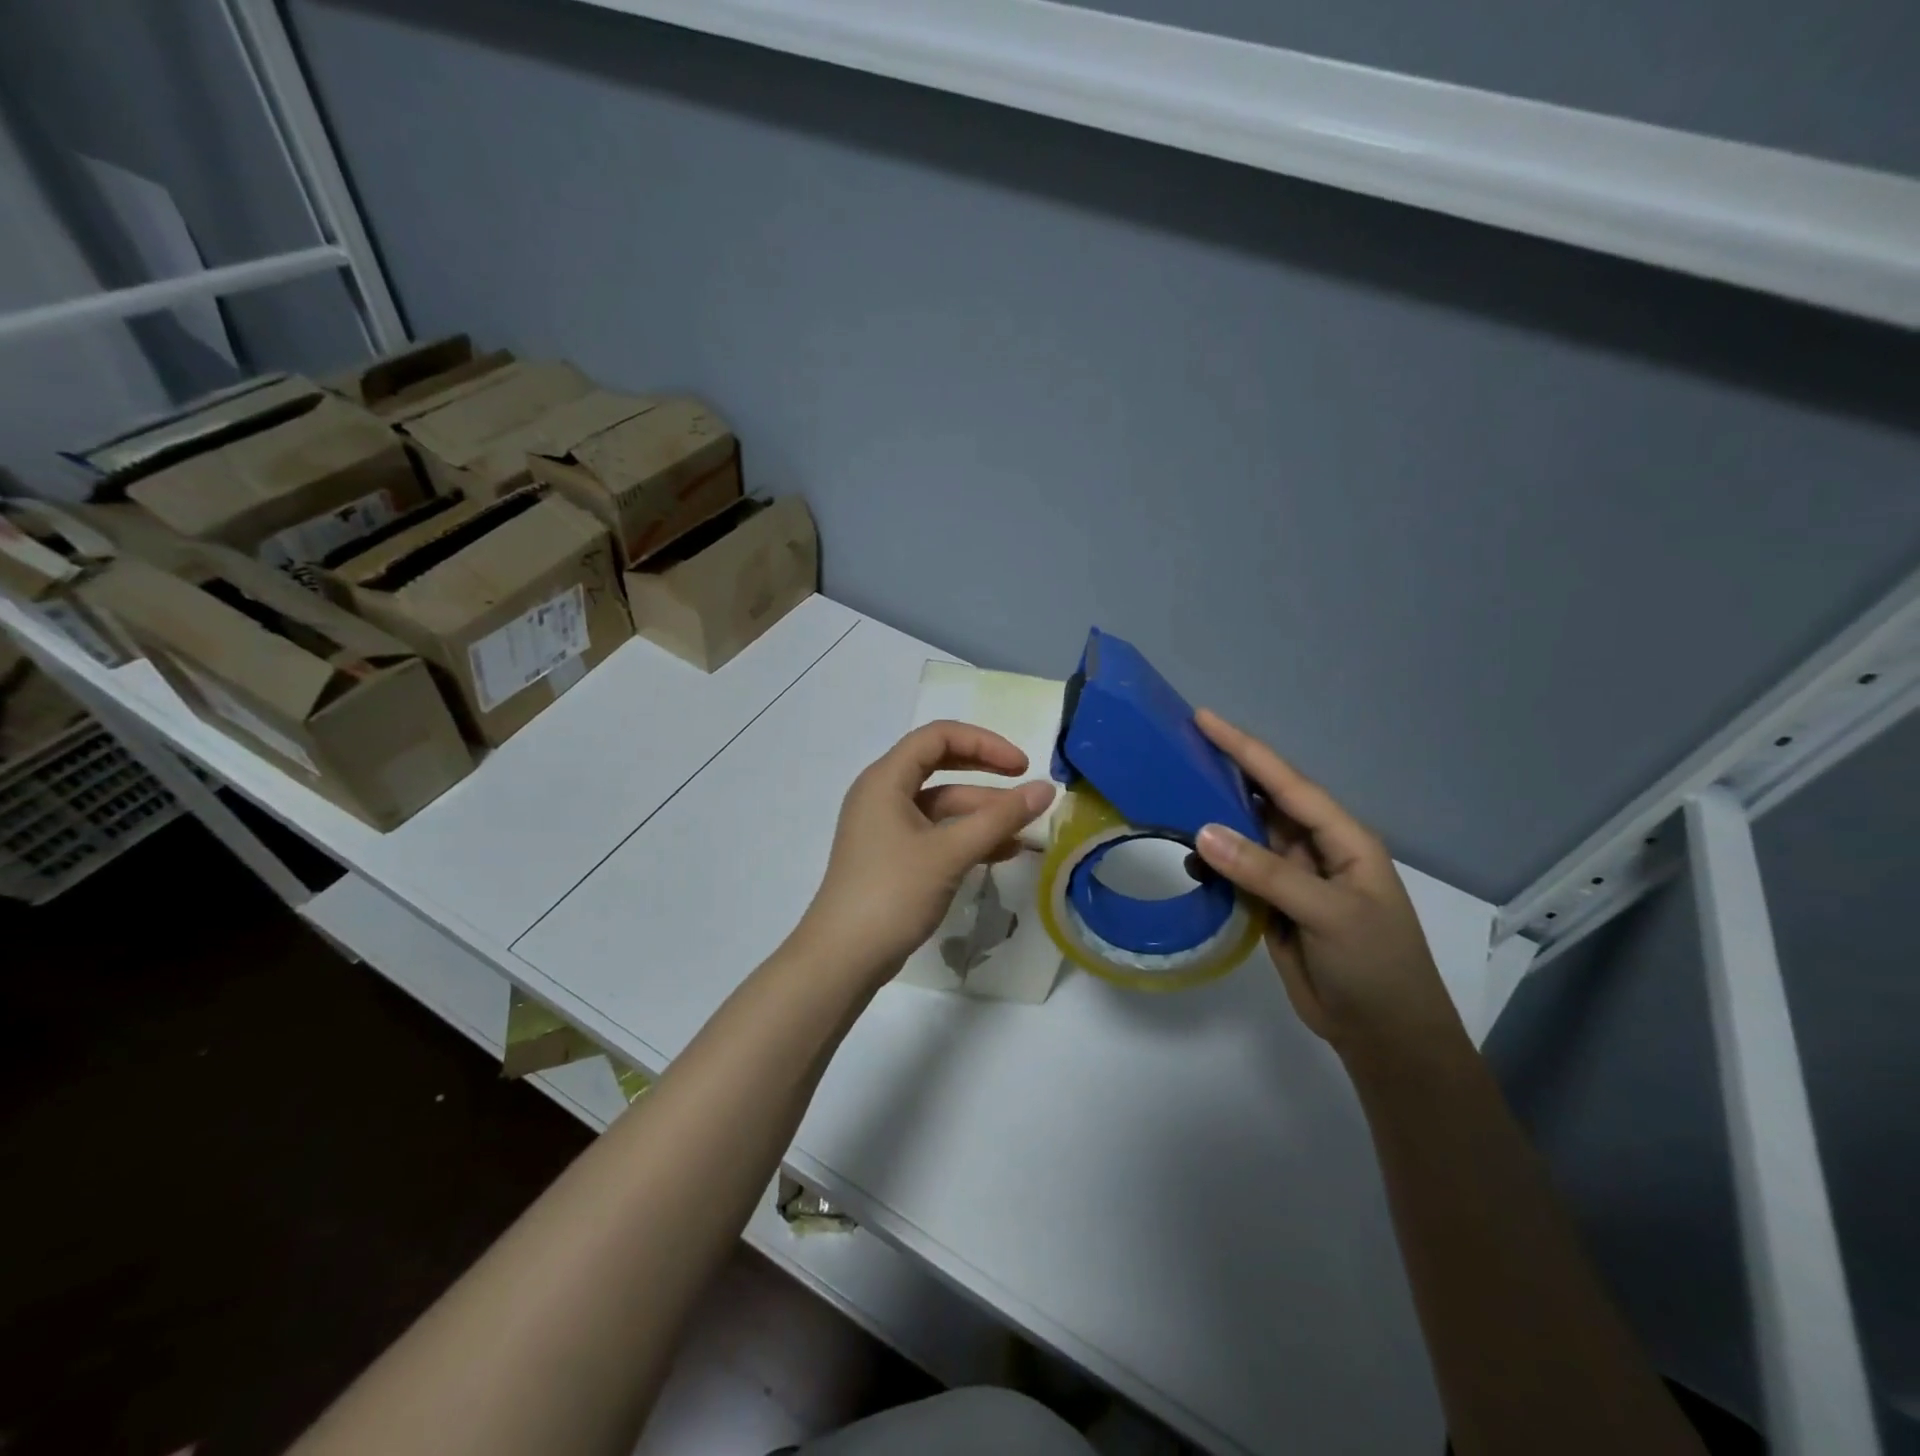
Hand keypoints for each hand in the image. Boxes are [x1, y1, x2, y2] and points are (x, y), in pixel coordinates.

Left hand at [792, 721, 1055, 986]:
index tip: (1022, 766)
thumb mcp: (950, 852)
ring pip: (942, 805)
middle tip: (1025, 785)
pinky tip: (1003, 852)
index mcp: (886, 779)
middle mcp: (883, 794)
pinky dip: (967, 837)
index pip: (938, 736)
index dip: (984, 743)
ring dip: (982, 813)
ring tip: (1025, 830)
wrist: (843, 958)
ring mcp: (886, 827)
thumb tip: (1047, 789)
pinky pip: (936, 832)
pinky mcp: (893, 856)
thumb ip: (1000, 818)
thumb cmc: (892, 893)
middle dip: (986, 773)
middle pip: (940, 765)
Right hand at [1191, 710, 1465, 1062]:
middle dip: (1224, 775)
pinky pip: (1235, 872)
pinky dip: (1211, 864)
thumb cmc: (1374, 966)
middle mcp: (1315, 849)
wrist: (1384, 1035)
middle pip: (1263, 802)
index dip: (1245, 749)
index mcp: (1342, 838)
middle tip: (1175, 749)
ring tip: (1168, 798)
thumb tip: (1202, 831)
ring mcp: (1292, 878)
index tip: (1203, 719)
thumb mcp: (1329, 914)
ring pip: (1244, 836)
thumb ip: (1266, 872)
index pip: (1287, 783)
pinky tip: (1187, 860)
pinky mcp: (1272, 906)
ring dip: (1211, 820)